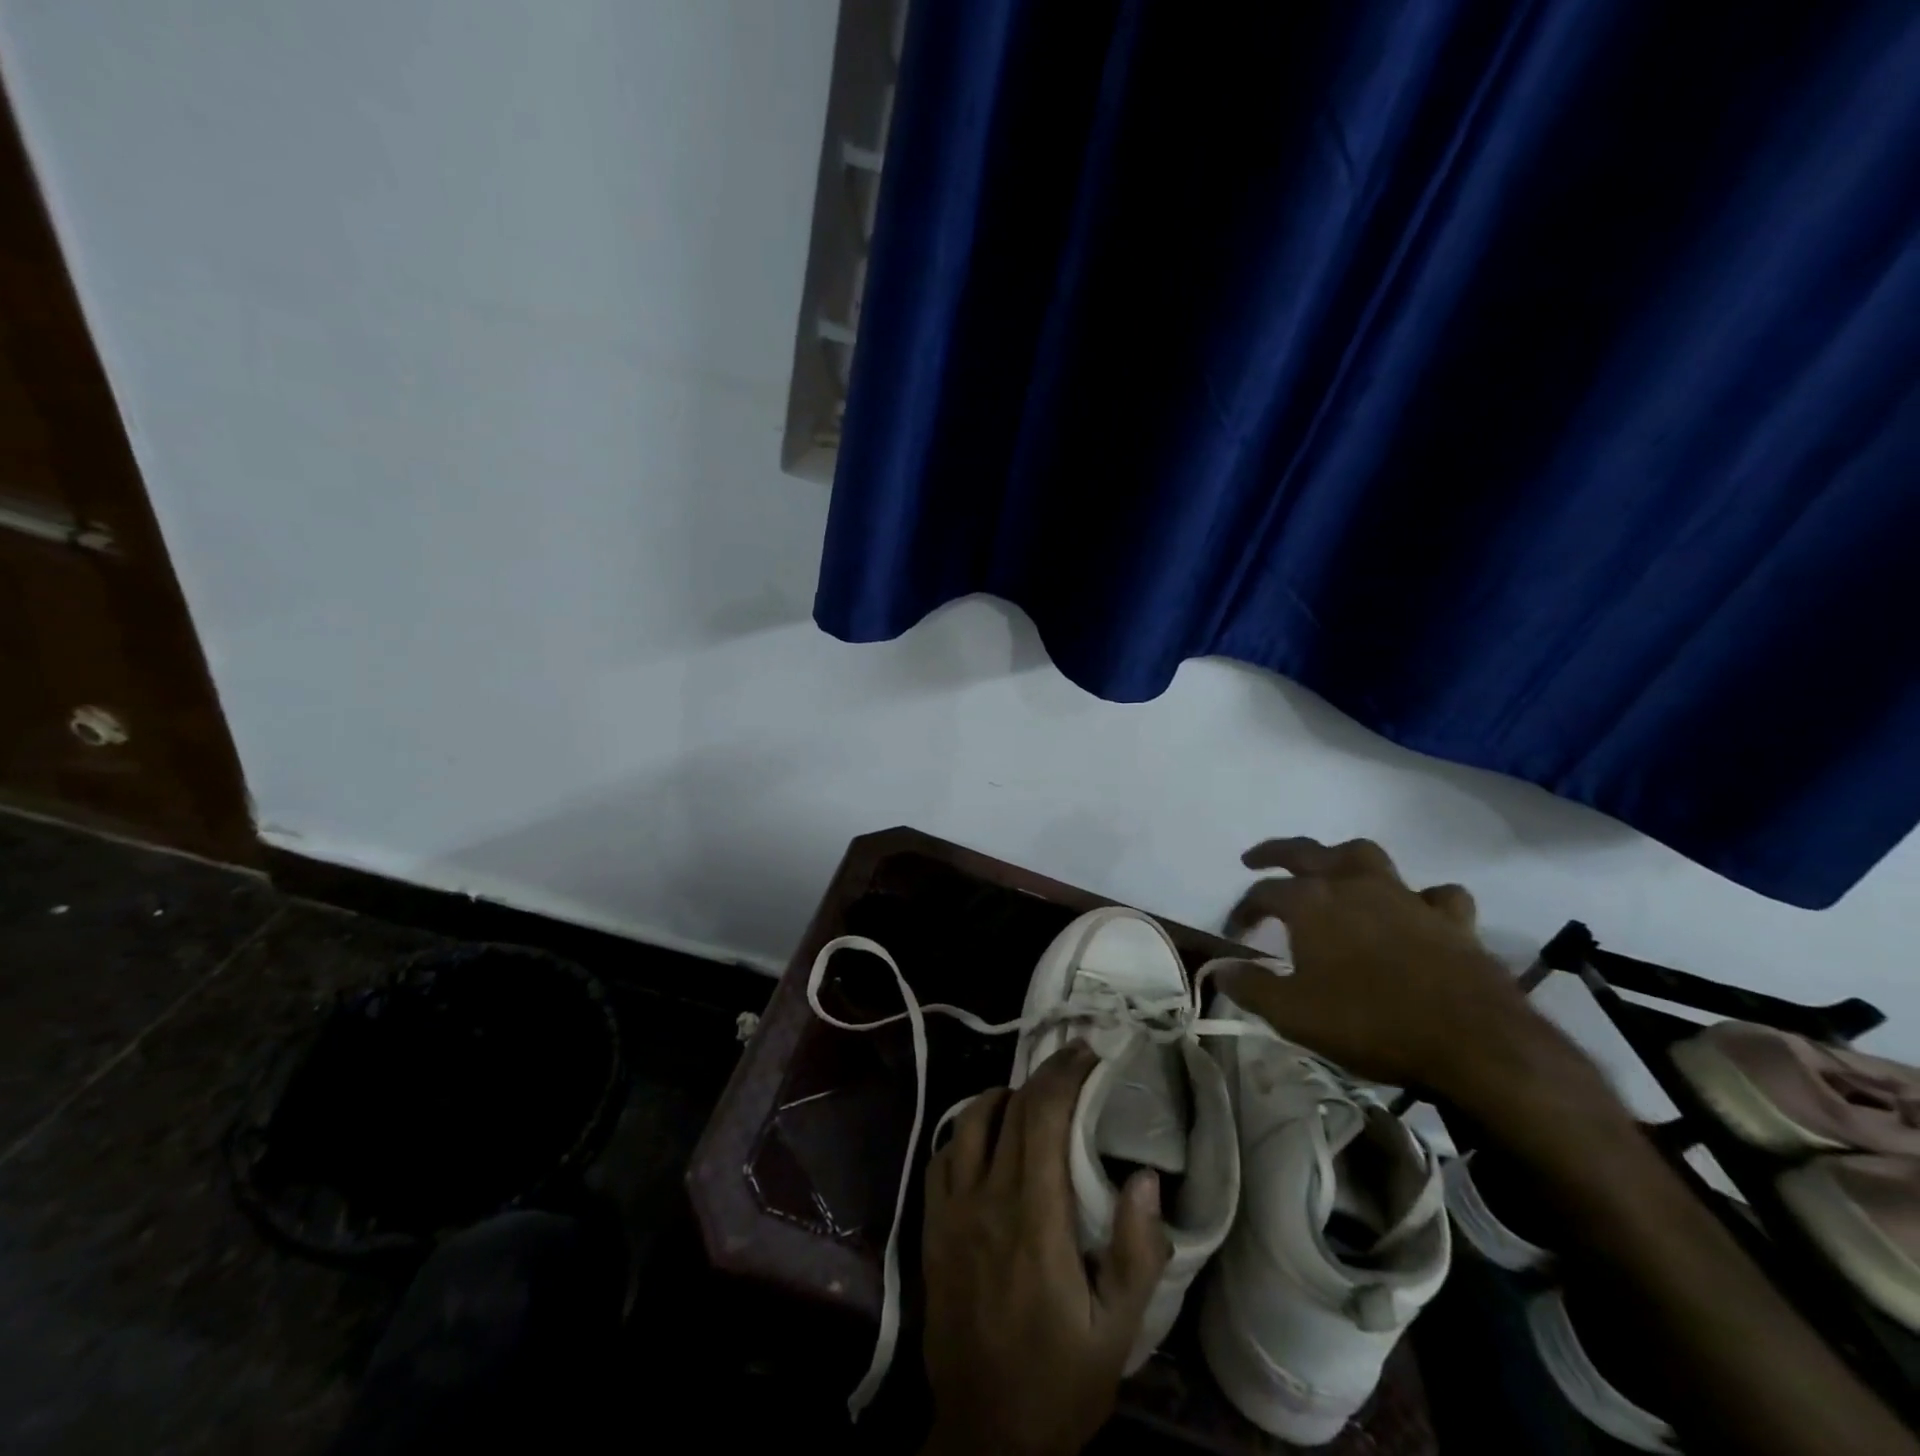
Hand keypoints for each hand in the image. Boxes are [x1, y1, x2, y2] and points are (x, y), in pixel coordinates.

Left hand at [920, 1043, 1168, 1455]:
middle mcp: (987, 1198)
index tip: (1089, 1053)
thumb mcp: (1118, 1334)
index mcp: (1035, 1218)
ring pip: (969, 1120)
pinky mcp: (932, 1226)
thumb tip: (1147, 1177)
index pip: (1044, 1117)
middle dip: (1044, 1074)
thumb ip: (1136, 1253)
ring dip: (1002, 1096)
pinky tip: (988, 1140)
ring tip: (1031, 1098)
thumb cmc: (1058, 1384)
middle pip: (1011, 1109)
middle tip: (1072, 1062)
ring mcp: (952, 1210)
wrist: (984, 1437)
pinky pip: (944, 1155)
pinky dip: (967, 1131)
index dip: (1065, 1074)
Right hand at [1218, 836, 1536, 1099]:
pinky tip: (1417, 910)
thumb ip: (1251, 987)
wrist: (1473, 1043)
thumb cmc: (1370, 1022)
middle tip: (1255, 858)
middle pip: (1307, 852)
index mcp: (1311, 903)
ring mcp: (1405, 897)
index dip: (1242, 910)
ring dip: (1344, 859)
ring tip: (1334, 870)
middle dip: (1276, 852)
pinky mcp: (1451, 920)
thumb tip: (1220, 968)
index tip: (1234, 933)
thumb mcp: (1293, 1014)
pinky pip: (1435, 896)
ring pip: (1368, 857)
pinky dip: (1422, 899)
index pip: (1262, 894)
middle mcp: (1353, 886)